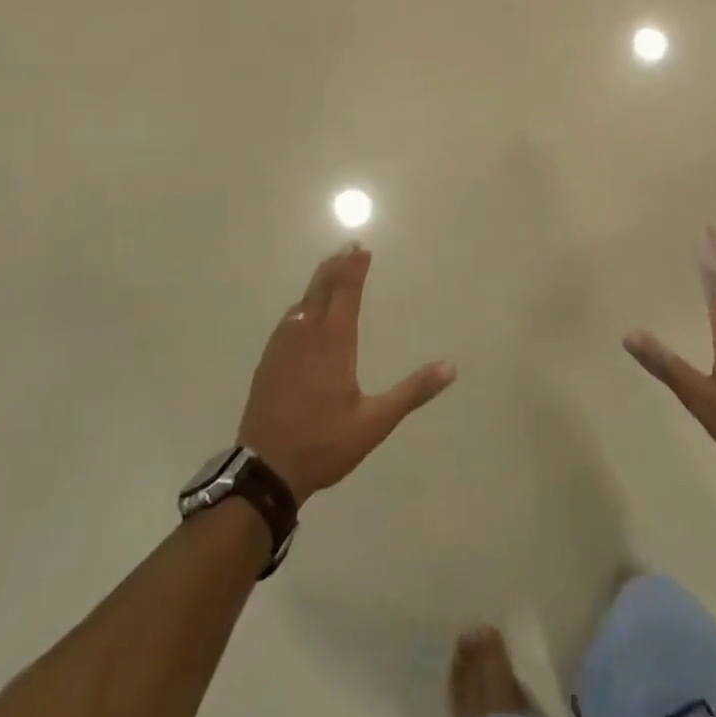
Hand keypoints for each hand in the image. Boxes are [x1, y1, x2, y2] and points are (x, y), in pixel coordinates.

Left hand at [238, 246, 454, 501]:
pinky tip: (301, 311)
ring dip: (318, 282)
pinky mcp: (268, 361)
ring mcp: (283, 347)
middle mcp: (306, 334)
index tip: (362, 248)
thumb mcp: (375, 422)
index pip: (346, 292)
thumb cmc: (324, 443)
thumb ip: (412, 392)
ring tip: (329, 270)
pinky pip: (287, 321)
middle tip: (347, 247)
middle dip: (335, 266)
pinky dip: (301, 305)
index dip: (354, 268)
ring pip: (302, 302)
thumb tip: (450, 367)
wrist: (264, 469)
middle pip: (321, 289)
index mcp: (334, 342)